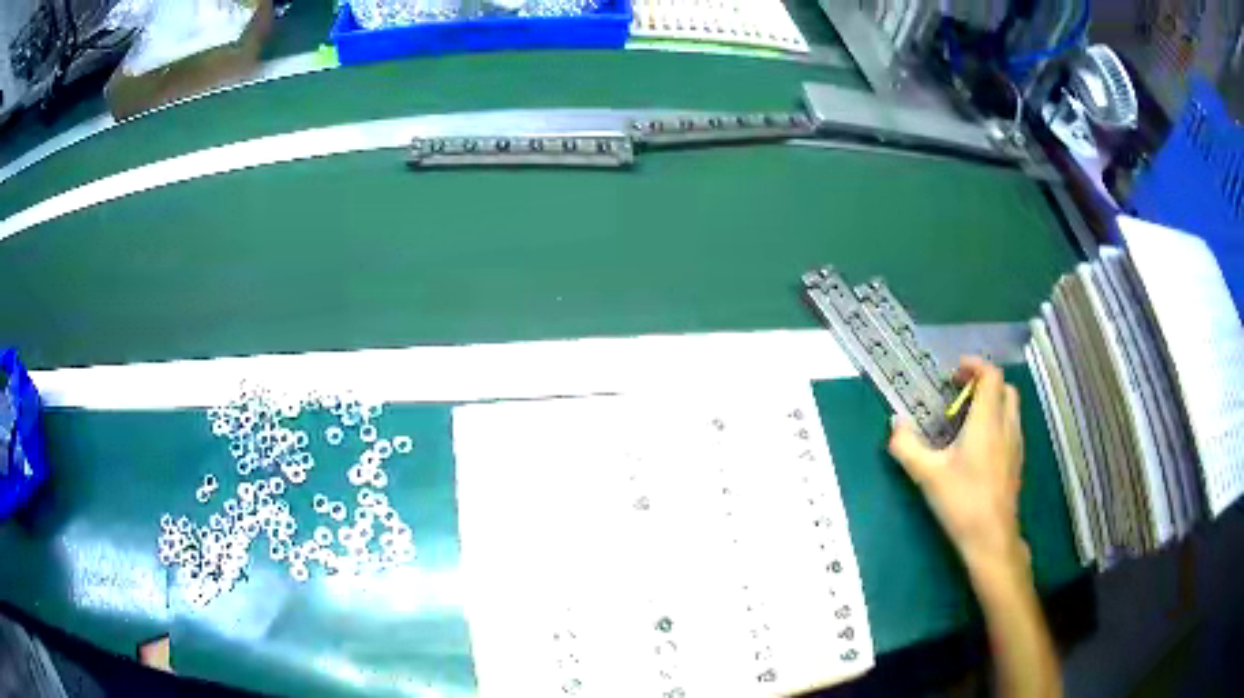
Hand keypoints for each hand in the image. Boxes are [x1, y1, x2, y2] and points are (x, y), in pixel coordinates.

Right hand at [888, 357, 1027, 576]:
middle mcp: (1006, 425)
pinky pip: (1010, 428)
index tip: (955, 371)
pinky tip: (978, 447)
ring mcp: (1015, 444)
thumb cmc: (962, 501)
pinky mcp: (1016, 463)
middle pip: (1004, 388)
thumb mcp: (927, 474)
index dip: (974, 365)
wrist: (991, 538)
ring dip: (992, 402)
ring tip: (967, 419)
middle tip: (960, 394)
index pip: (991, 375)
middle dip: (984, 383)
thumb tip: (895, 423)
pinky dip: (997, 423)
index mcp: (987, 421)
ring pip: (1010, 408)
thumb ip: (907, 446)